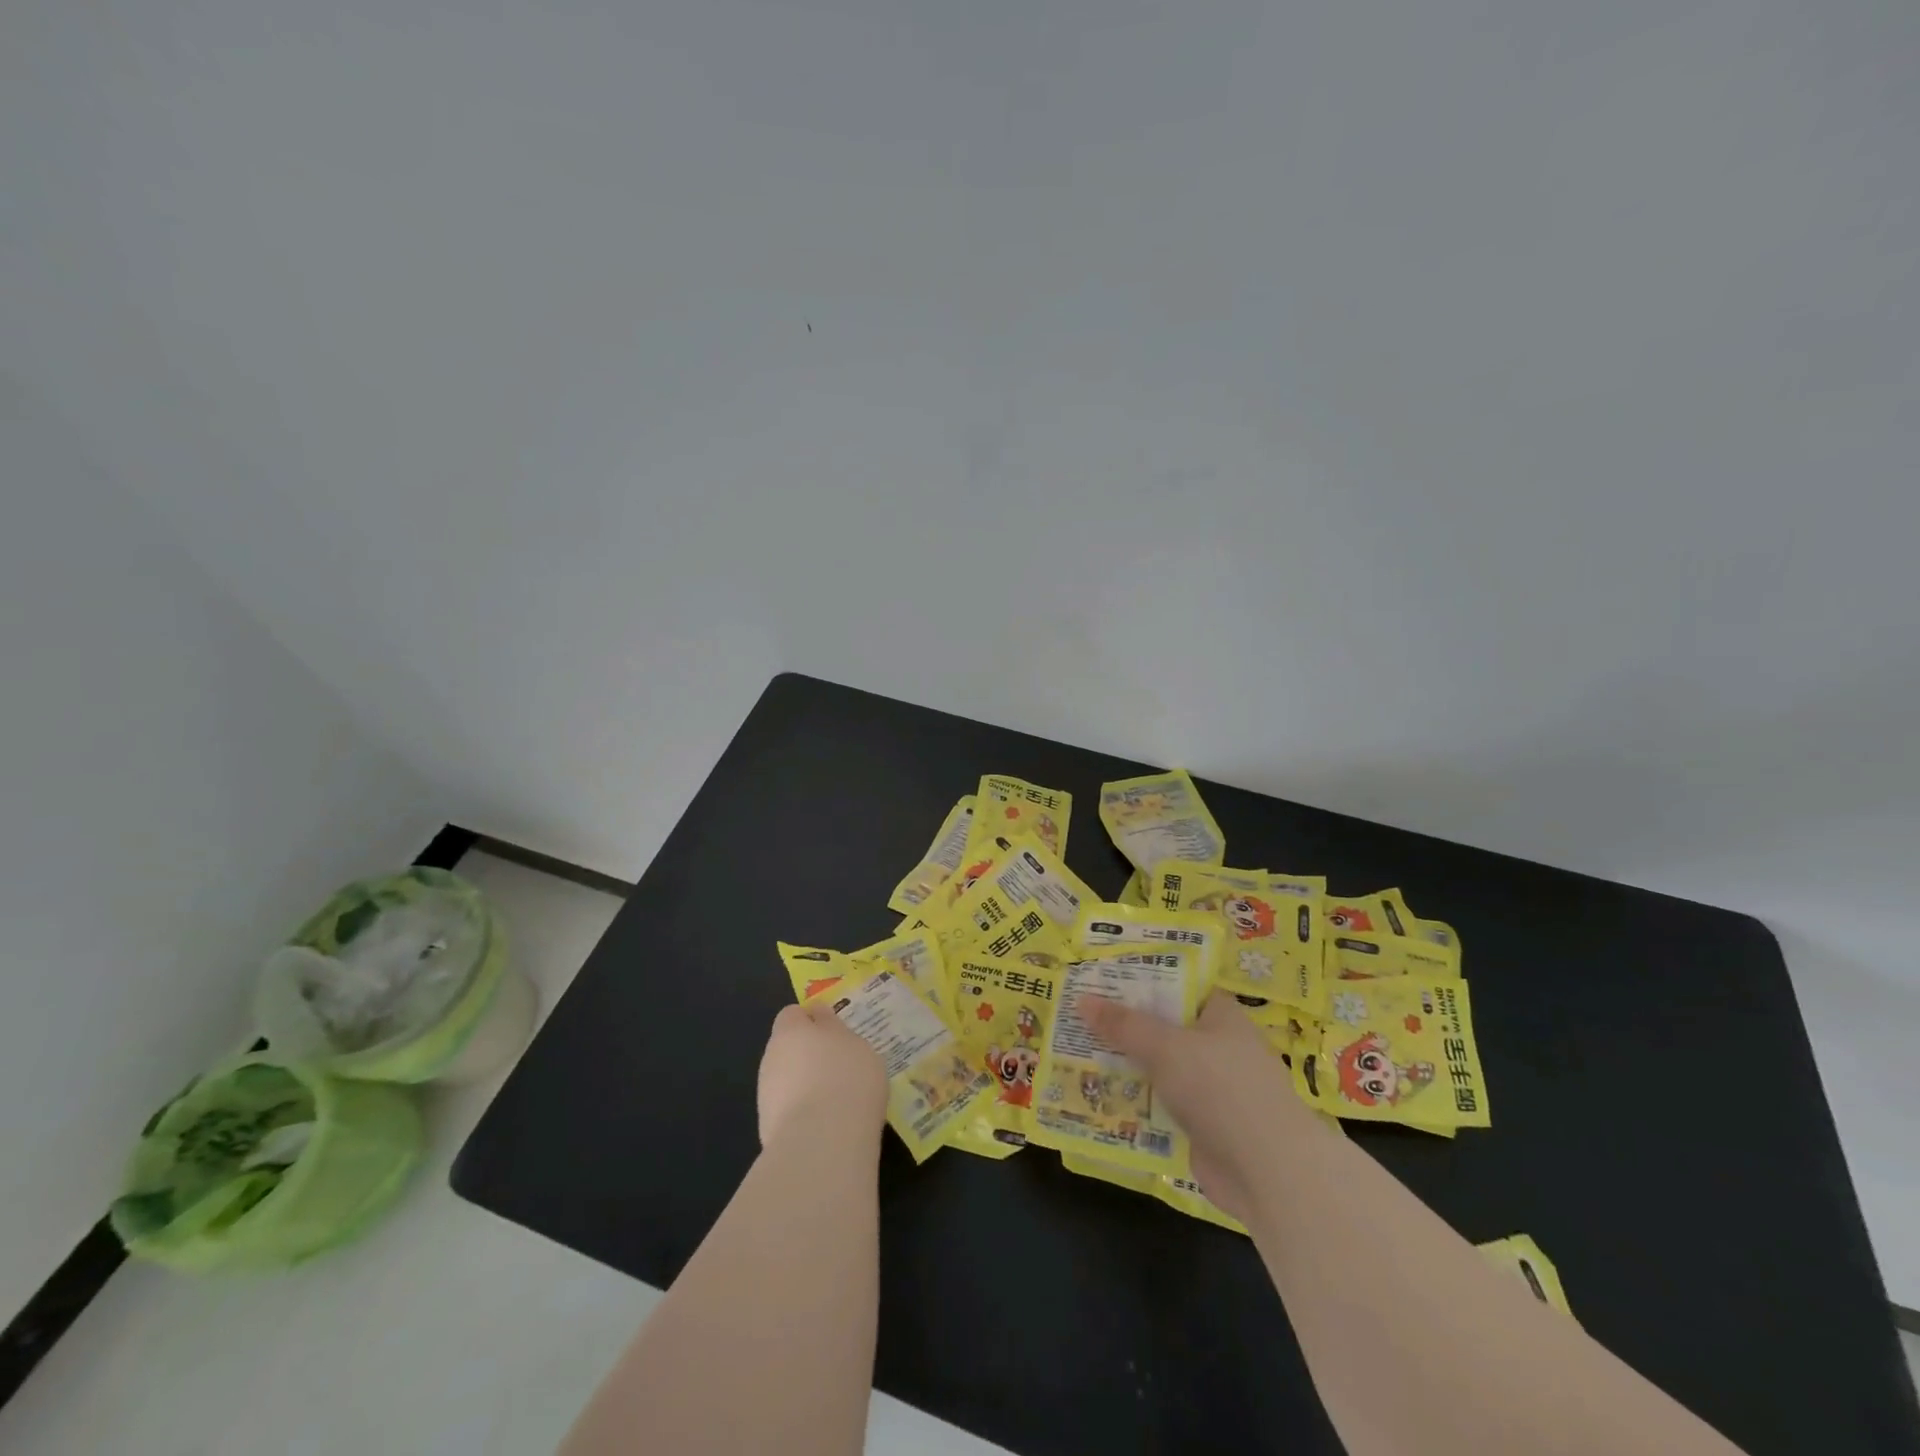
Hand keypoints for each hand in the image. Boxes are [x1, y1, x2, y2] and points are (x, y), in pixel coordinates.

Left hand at [756, 1003, 887, 1148]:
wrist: (822, 1141)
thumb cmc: (847, 1079)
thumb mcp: (856, 1044)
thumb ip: (837, 1033)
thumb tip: (824, 1026)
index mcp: (791, 1029)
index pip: (793, 1014)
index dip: (811, 1020)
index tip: (833, 1032)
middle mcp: (772, 1057)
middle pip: (788, 1048)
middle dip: (807, 1054)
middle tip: (839, 1066)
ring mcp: (766, 1094)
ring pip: (786, 1080)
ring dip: (804, 1084)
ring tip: (835, 1100)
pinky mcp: (767, 1128)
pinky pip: (788, 1110)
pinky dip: (803, 1113)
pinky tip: (826, 1124)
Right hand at [1082, 992, 1315, 1219]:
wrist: (1271, 1174)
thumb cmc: (1222, 1089)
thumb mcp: (1166, 1047)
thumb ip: (1124, 1025)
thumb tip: (1082, 999)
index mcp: (1220, 1015)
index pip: (1177, 985)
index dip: (1140, 980)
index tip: (1100, 978)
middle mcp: (1218, 1047)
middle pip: (1163, 1028)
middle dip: (1124, 1025)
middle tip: (1076, 1016)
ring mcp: (1212, 1089)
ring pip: (1159, 1068)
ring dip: (1125, 1066)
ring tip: (1075, 1053)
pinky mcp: (1203, 1127)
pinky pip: (1161, 1105)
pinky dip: (1135, 1102)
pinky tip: (1098, 1098)